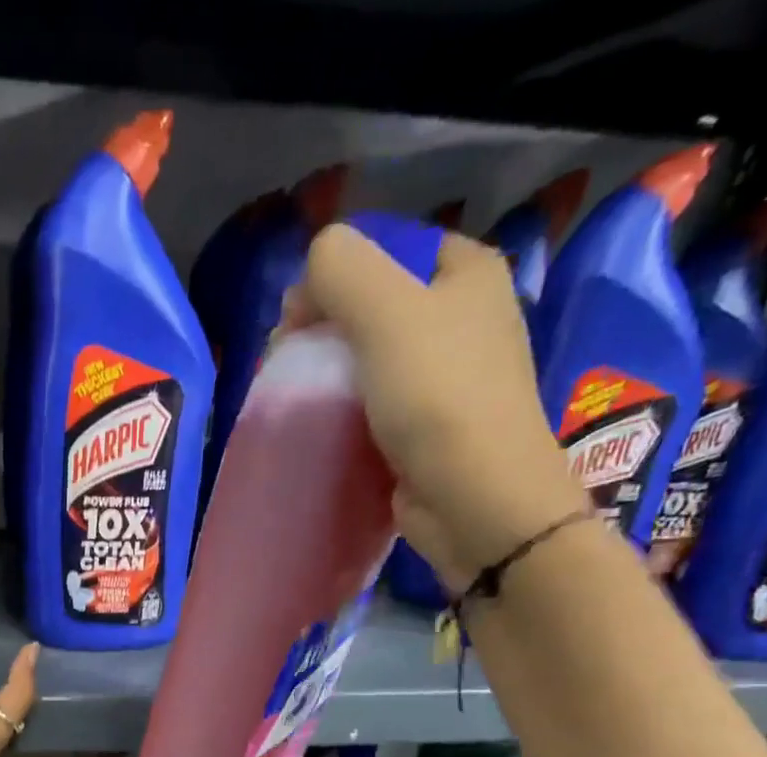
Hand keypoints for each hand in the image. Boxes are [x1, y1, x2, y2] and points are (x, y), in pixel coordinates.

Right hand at [282, 224, 583, 589]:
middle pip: (376, 304)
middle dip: (326, 327)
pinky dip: (348, 410)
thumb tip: (312, 267)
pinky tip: (326, 426)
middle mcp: (464, 317)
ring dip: (331, 373)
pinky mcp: (430, 427)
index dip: (337, 274)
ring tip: (300, 397)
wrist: (475, 498)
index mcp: (467, 273)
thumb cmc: (437, 397)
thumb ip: (341, 269)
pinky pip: (378, 403)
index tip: (298, 318)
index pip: (387, 249)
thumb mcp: (386, 311)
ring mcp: (449, 377)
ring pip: (373, 357)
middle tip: (290, 360)